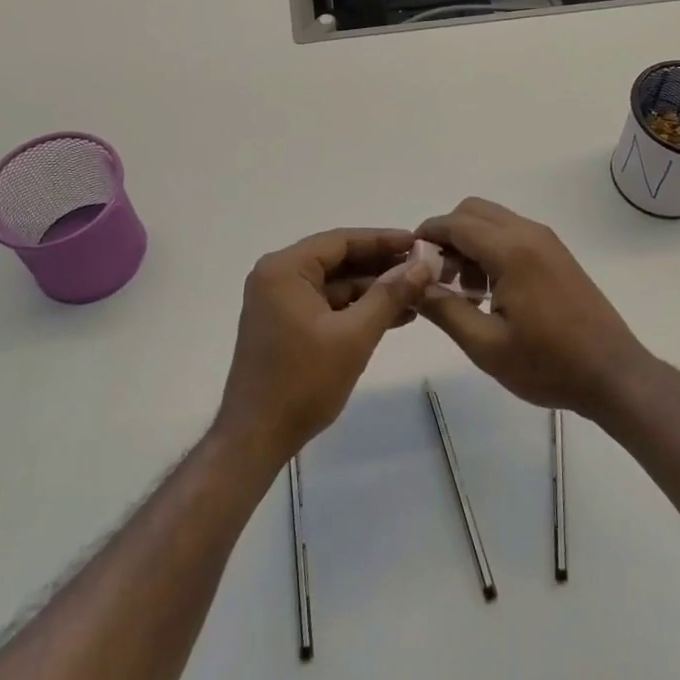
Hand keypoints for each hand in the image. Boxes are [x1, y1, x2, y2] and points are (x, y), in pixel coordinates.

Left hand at [216, 228, 433, 463]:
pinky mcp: (285, 325)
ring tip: (417, 294)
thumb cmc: (303, 382)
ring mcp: (279, 302)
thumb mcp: (354, 335)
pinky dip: (357, 309)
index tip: (419, 242)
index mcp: (285, 269)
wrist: (256, 439)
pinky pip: (327, 304)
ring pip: (335, 284)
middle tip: (423, 268)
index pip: (341, 241)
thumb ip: (390, 295)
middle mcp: (277, 277)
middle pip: (338, 260)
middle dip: (381, 266)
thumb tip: (424, 264)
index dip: (383, 240)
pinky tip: (393, 316)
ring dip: (373, 290)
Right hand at [414, 198, 653, 421]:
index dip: (426, 235)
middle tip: (437, 278)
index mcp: (511, 250)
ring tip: (464, 292)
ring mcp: (546, 241)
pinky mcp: (556, 253)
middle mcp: (529, 233)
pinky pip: (512, 233)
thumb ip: (444, 310)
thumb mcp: (486, 346)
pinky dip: (491, 248)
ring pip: (493, 220)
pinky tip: (491, 292)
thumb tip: (412, 285)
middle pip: (473, 211)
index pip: (455, 223)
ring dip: (469, 242)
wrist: (613, 374)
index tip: (407, 261)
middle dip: (448, 236)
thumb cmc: (548, 364)